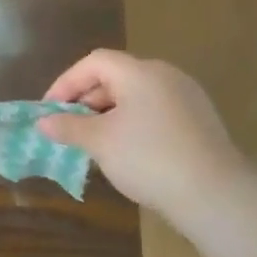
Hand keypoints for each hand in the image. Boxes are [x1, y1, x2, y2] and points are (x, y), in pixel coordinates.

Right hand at [38, 49, 247, 228]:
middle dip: (86, 99)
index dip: (66, 82)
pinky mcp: (199, 120)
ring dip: (108, 113)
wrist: (213, 193)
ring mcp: (187, 97)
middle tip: (68, 128)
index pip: (94, 62)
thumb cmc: (147, 158)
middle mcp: (165, 76)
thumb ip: (68, 127)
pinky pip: (154, 110)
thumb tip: (43, 122)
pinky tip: (125, 150)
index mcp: (140, 73)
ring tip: (93, 141)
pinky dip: (132, 122)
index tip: (49, 110)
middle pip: (116, 76)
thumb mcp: (99, 142)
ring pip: (136, 95)